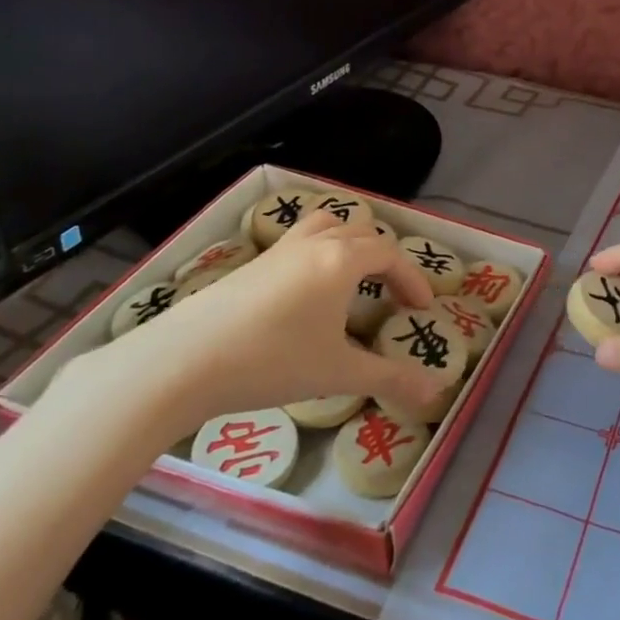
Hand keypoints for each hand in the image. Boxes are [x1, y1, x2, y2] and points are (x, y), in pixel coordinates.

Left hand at [52, 211, 444, 440]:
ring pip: (324, 226)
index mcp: (341, 260)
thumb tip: (436, 393)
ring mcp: (277, 251)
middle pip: (360, 231)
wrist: (182, 361)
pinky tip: (306, 297)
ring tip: (351, 278)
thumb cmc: (272, 361)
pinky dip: (317, 254)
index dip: (412, 277)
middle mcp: (313, 244)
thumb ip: (391, 379)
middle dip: (384, 258)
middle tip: (390, 293)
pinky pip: (297, 242)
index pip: (390, 254)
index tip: (421, 308)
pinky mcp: (250, 265)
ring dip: (347, 244)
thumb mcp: (338, 373)